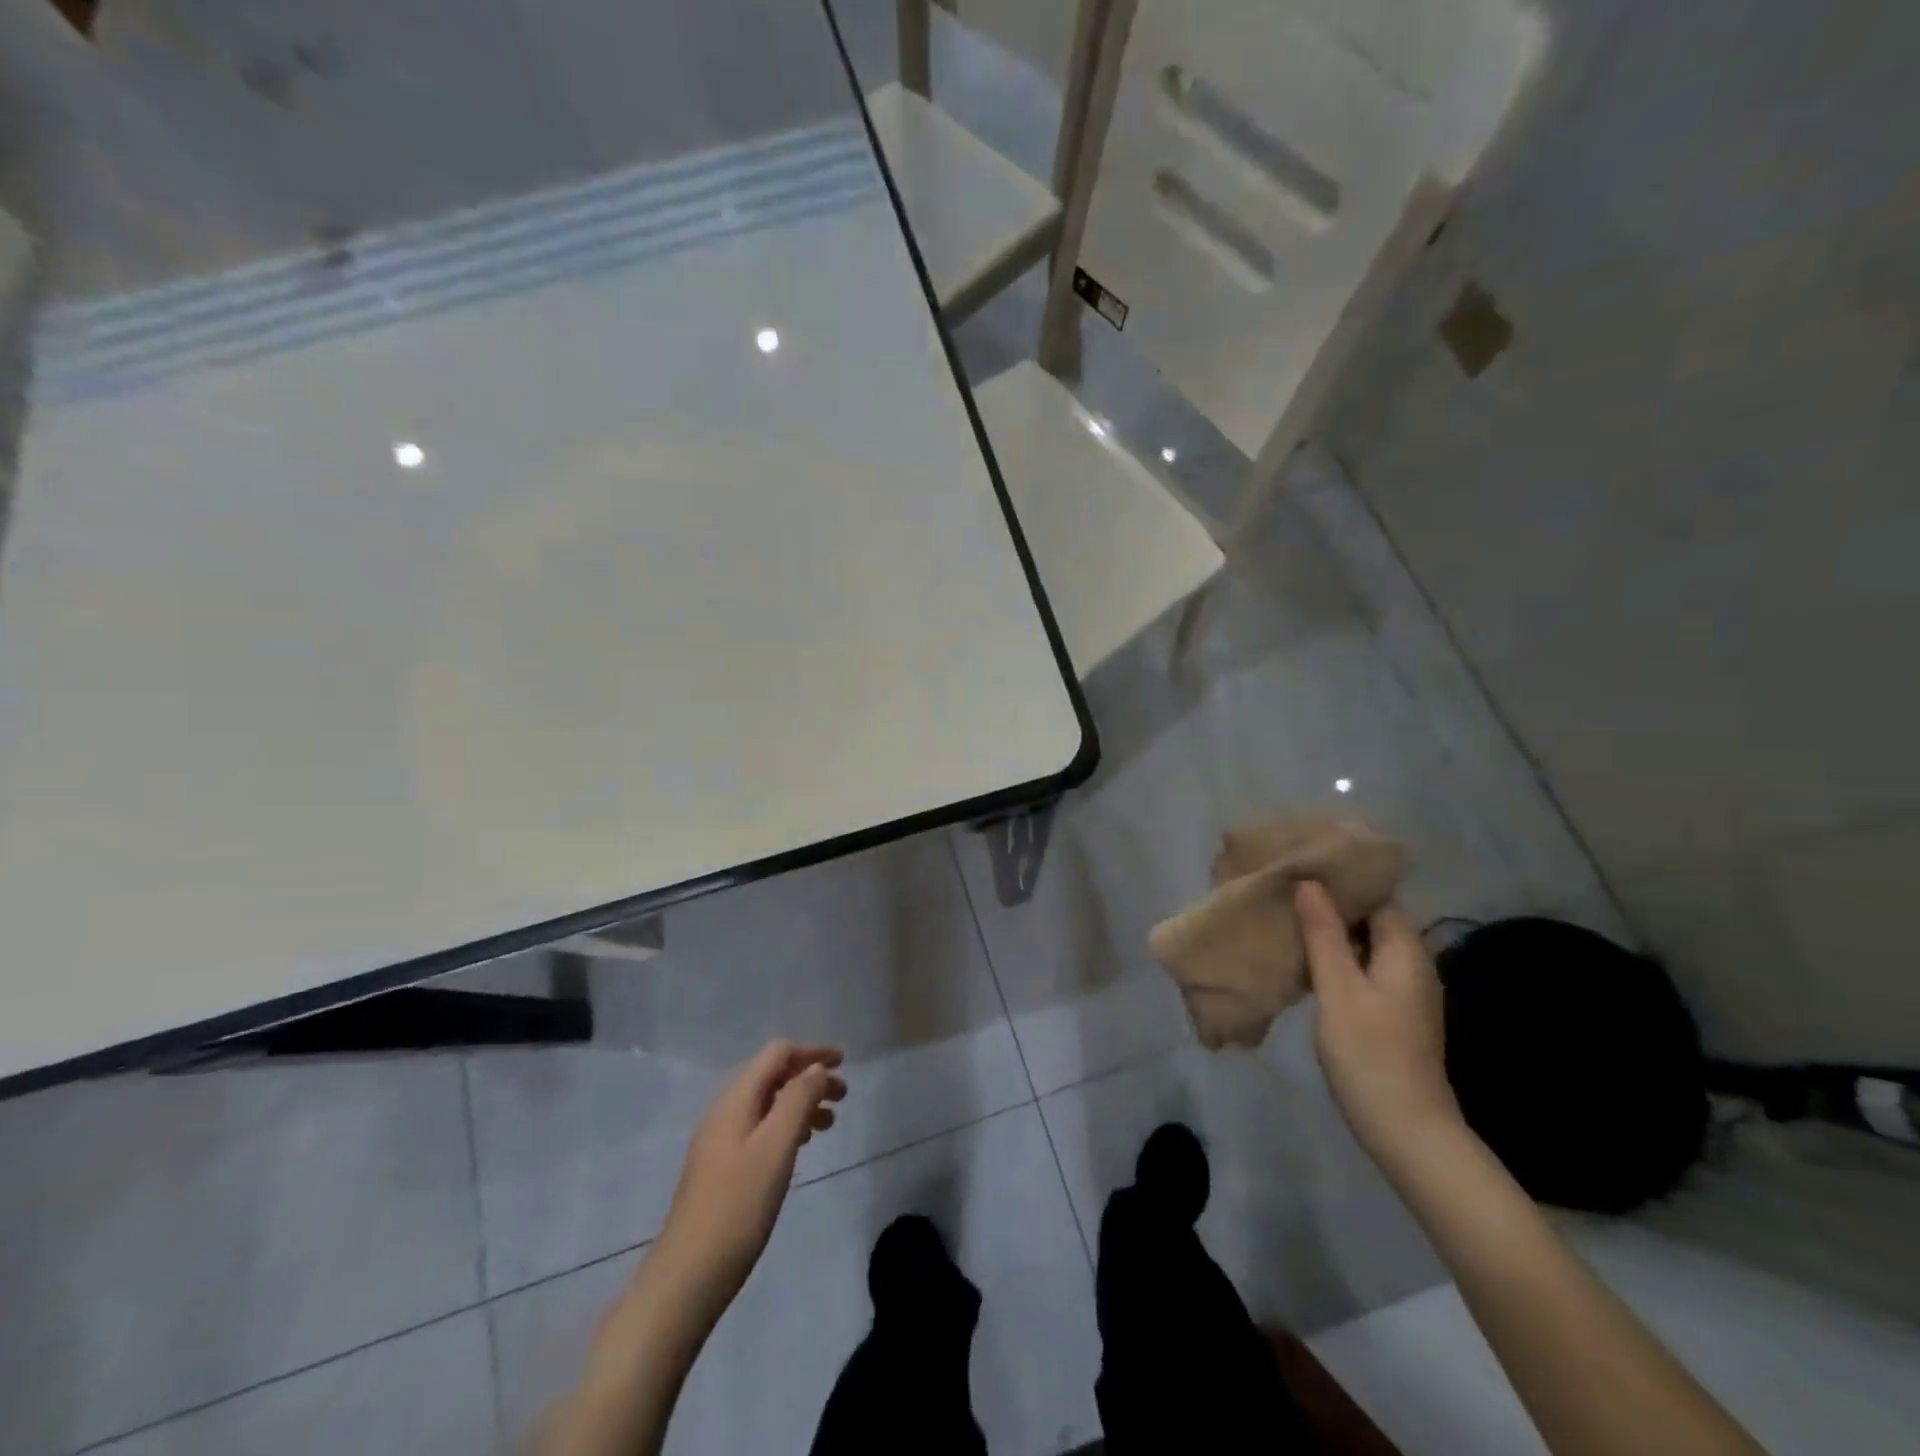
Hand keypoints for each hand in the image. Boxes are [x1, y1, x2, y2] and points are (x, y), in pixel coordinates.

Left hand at [652, 1041, 846, 1325]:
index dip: (812, 1053)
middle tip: (843, 1096)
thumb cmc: (738, 1205)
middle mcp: (726, 1110)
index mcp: (737, 1098)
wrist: (688, 1275)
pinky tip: (801, 1146)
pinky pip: (760, 1127)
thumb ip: (798, 1099)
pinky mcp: (722, 1166)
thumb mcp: (776, 1147)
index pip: (778, 1054)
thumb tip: (816, 1068)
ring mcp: (720, 1139)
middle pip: (773, 1075)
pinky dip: (786, 1125)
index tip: (844, 1063)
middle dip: (809, 1077)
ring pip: (768, 1103)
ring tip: (830, 1123)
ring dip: (800, 1102)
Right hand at [1295, 881, 1461, 1171]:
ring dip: (1329, 934)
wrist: (1407, 1131)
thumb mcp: (1339, 989)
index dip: (1342, 881)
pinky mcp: (1391, 1015)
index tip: (1301, 868)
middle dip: (1330, 906)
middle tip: (1284, 892)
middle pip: (1371, 920)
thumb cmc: (1370, 1054)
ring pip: (1363, 947)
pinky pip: (1361, 971)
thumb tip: (1310, 882)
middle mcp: (1411, 966)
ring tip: (1285, 920)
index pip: (1377, 897)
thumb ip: (1324, 934)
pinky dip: (1335, 960)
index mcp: (1405, 952)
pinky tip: (1303, 963)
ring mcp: (1403, 993)